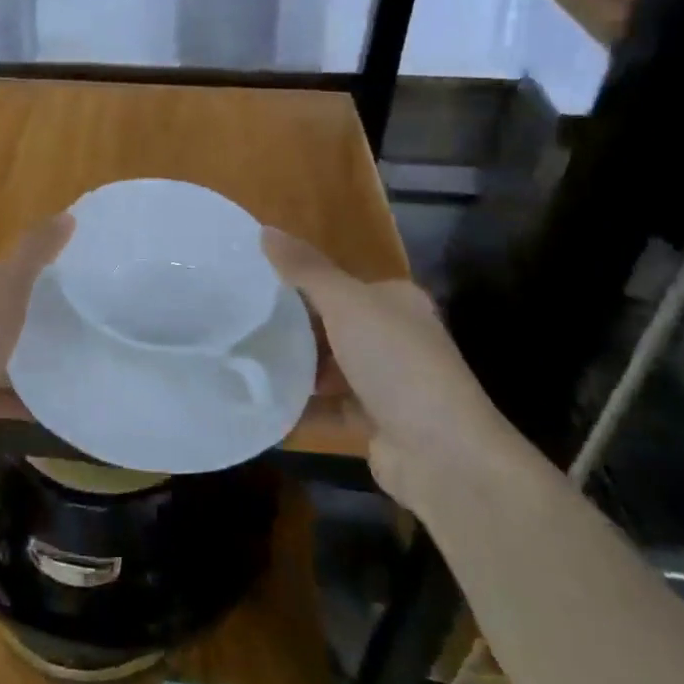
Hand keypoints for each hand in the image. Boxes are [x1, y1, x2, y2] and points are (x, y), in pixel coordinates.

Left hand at [0, 215, 73, 463]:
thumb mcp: (6, 284)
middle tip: (52, 317)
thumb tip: (67, 215)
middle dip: (9, 315)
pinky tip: (44, 398)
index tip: (40, 284)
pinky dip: (11, 395)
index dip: (2, 271)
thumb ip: (35, 251)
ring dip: (10, 356)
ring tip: (55, 355)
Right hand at [262, 228, 521, 510]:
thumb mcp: (347, 304)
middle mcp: (395, 338)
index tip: (252, 285)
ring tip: (243, 361)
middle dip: (291, 327)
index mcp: (395, 302)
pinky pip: (327, 407)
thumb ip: (305, 270)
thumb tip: (264, 230)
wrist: (442, 454)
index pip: (340, 284)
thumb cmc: (396, 363)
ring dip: (294, 368)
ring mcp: (387, 383)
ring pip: (328, 368)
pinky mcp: (375, 421)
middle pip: (332, 326)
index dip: (298, 282)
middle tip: (240, 324)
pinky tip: (262, 403)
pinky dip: (300, 407)